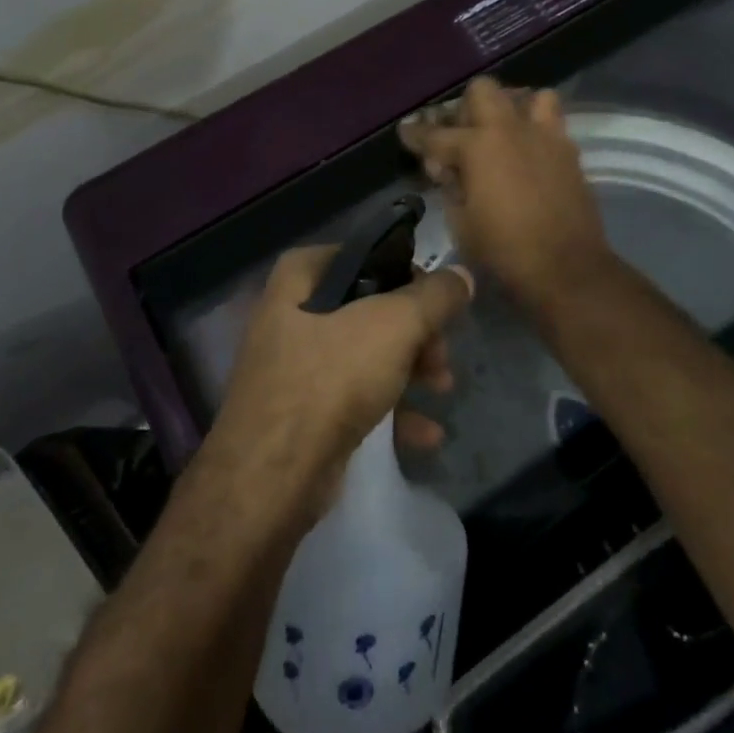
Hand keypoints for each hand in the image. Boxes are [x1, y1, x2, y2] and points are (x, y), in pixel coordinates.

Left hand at [214, 245, 473, 500]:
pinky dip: (391, 410)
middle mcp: (290, 318)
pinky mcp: (302, 416)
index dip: (396, 267)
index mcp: (297, 282)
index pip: (354, 254)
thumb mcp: (392, 326)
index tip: (431, 290)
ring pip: (364, 356)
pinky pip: (354, 400)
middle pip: (365, 309)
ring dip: (410, 370)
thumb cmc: (329, 380)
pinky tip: (426, 434)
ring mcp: (293, 370)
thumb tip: (462, 274)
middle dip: (414, 331)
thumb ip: (433, 297)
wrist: (272, 478)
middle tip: (442, 350)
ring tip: (443, 388)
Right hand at [398, 77, 616, 311]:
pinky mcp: (569, 151)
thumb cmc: (504, 251)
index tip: (406, 132)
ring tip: (502, 132)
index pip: (436, 134)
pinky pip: (552, 123)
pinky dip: (536, 129)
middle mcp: (511, 129)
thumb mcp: (461, 223)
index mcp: (477, 147)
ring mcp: (545, 136)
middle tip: (460, 134)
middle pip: (482, 90)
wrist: (567, 268)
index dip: (415, 134)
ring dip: (511, 108)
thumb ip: (450, 187)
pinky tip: (528, 153)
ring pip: (529, 96)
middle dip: (465, 107)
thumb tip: (448, 170)